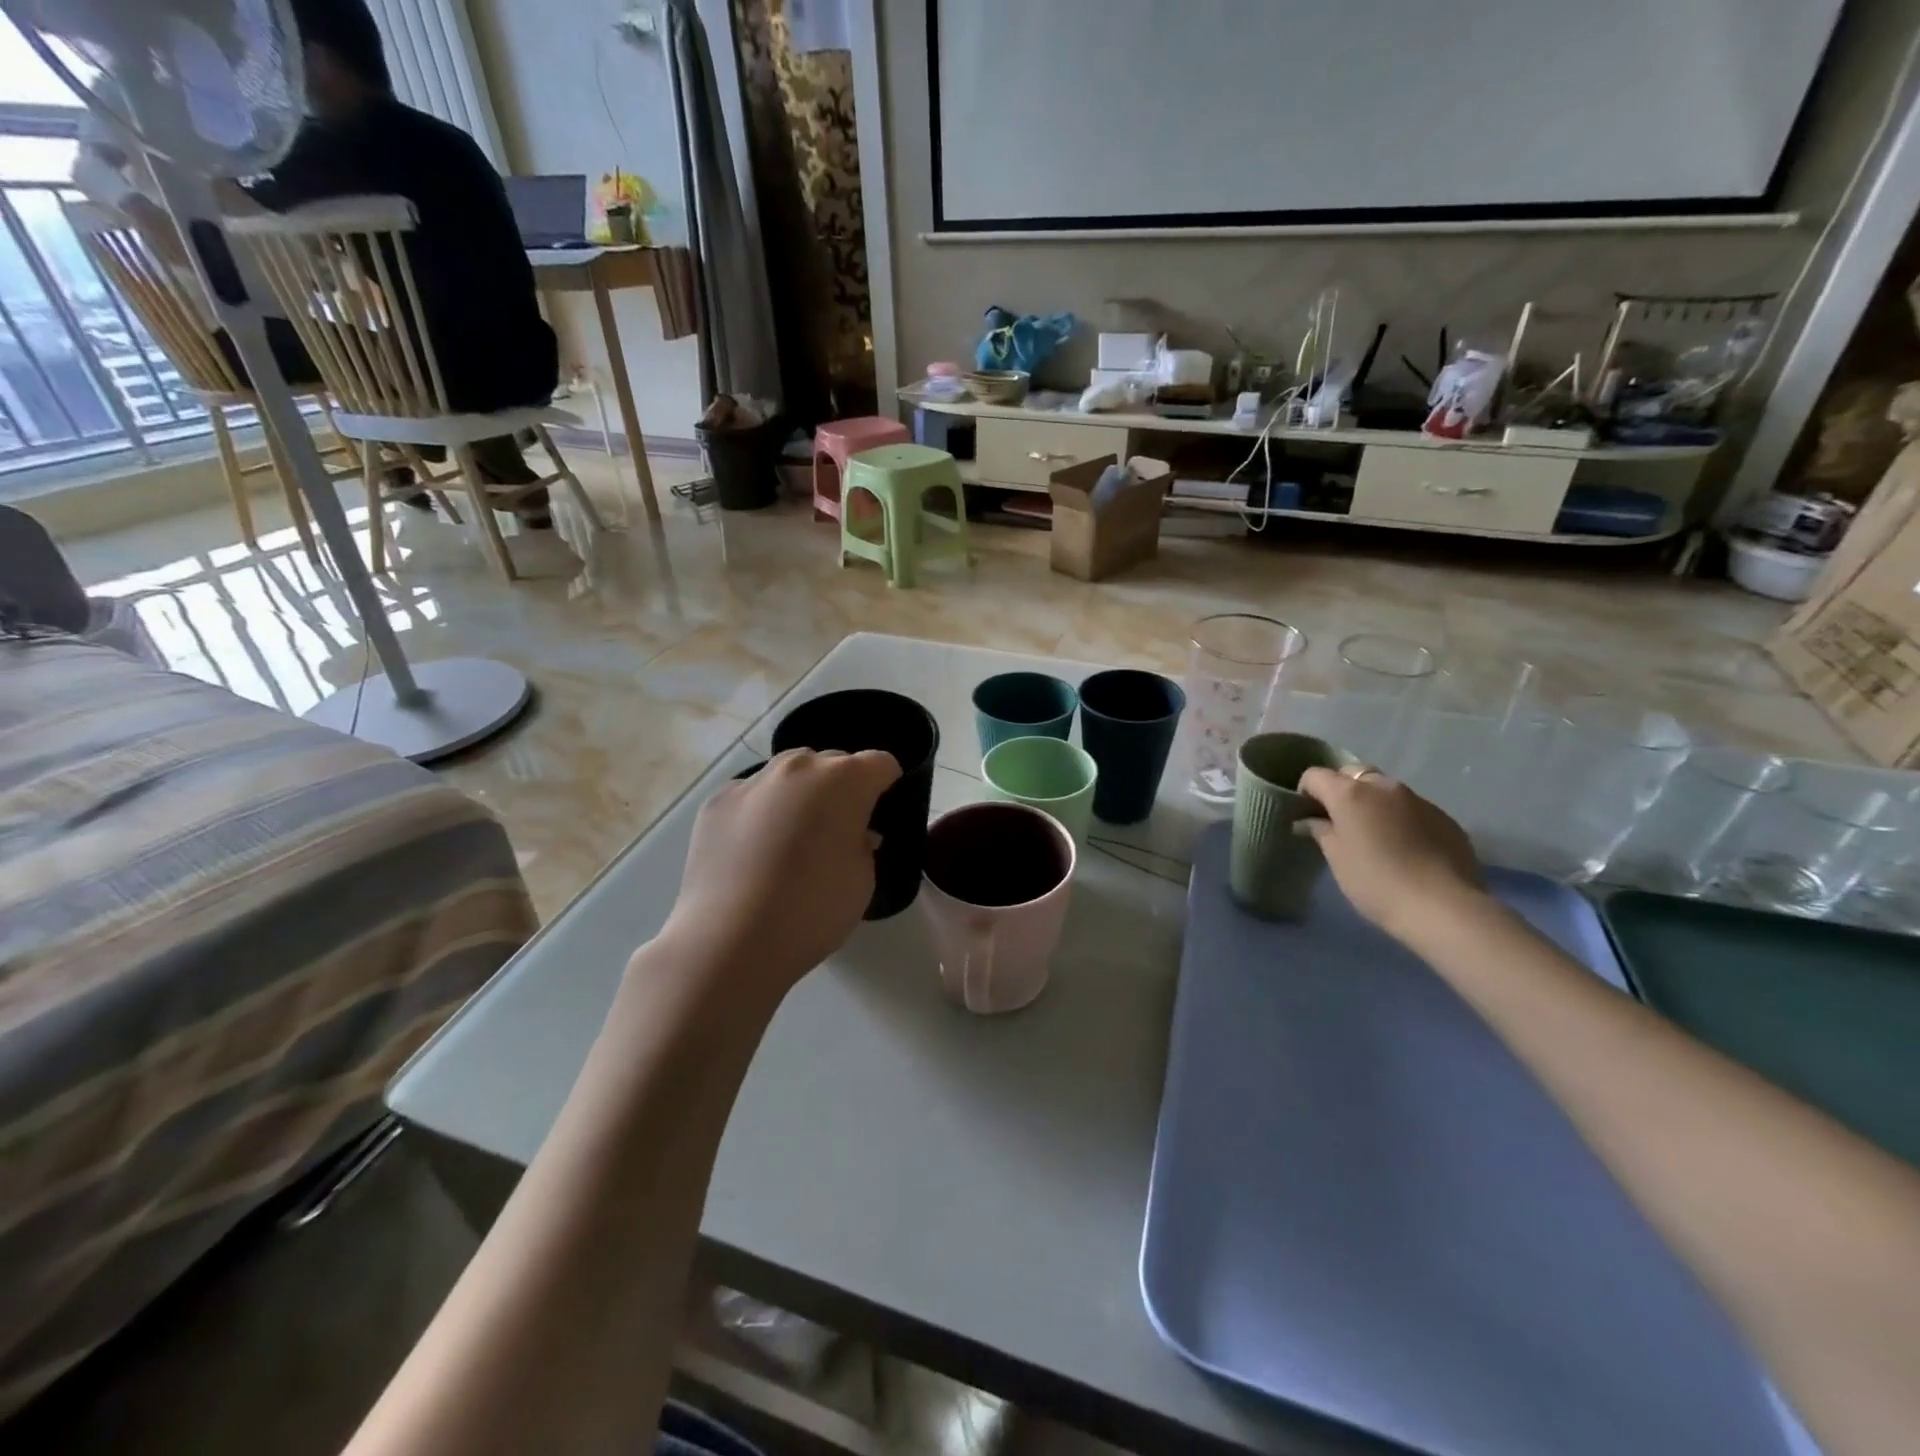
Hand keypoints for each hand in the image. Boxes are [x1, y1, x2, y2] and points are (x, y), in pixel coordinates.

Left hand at [657, 749, 900, 1000]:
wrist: (731, 940)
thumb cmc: (813, 909)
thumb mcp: (863, 880)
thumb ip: (863, 844)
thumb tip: (850, 834)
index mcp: (845, 780)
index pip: (880, 763)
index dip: (886, 784)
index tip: (880, 811)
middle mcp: (799, 767)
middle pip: (831, 763)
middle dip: (841, 788)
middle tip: (836, 830)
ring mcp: (752, 780)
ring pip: (788, 775)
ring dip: (799, 794)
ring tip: (791, 838)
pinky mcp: (718, 801)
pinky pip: (752, 796)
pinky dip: (760, 812)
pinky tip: (753, 852)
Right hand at [1298, 767, 1484, 942]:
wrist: (1442, 907)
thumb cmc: (1375, 881)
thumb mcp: (1337, 858)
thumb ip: (1321, 831)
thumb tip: (1310, 820)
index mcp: (1350, 793)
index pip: (1316, 775)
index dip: (1306, 792)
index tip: (1307, 815)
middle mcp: (1384, 787)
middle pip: (1354, 774)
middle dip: (1342, 790)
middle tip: (1340, 822)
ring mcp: (1418, 799)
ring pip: (1386, 790)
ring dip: (1374, 804)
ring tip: (1376, 837)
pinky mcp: (1444, 817)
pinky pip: (1413, 809)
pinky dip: (1401, 819)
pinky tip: (1406, 849)